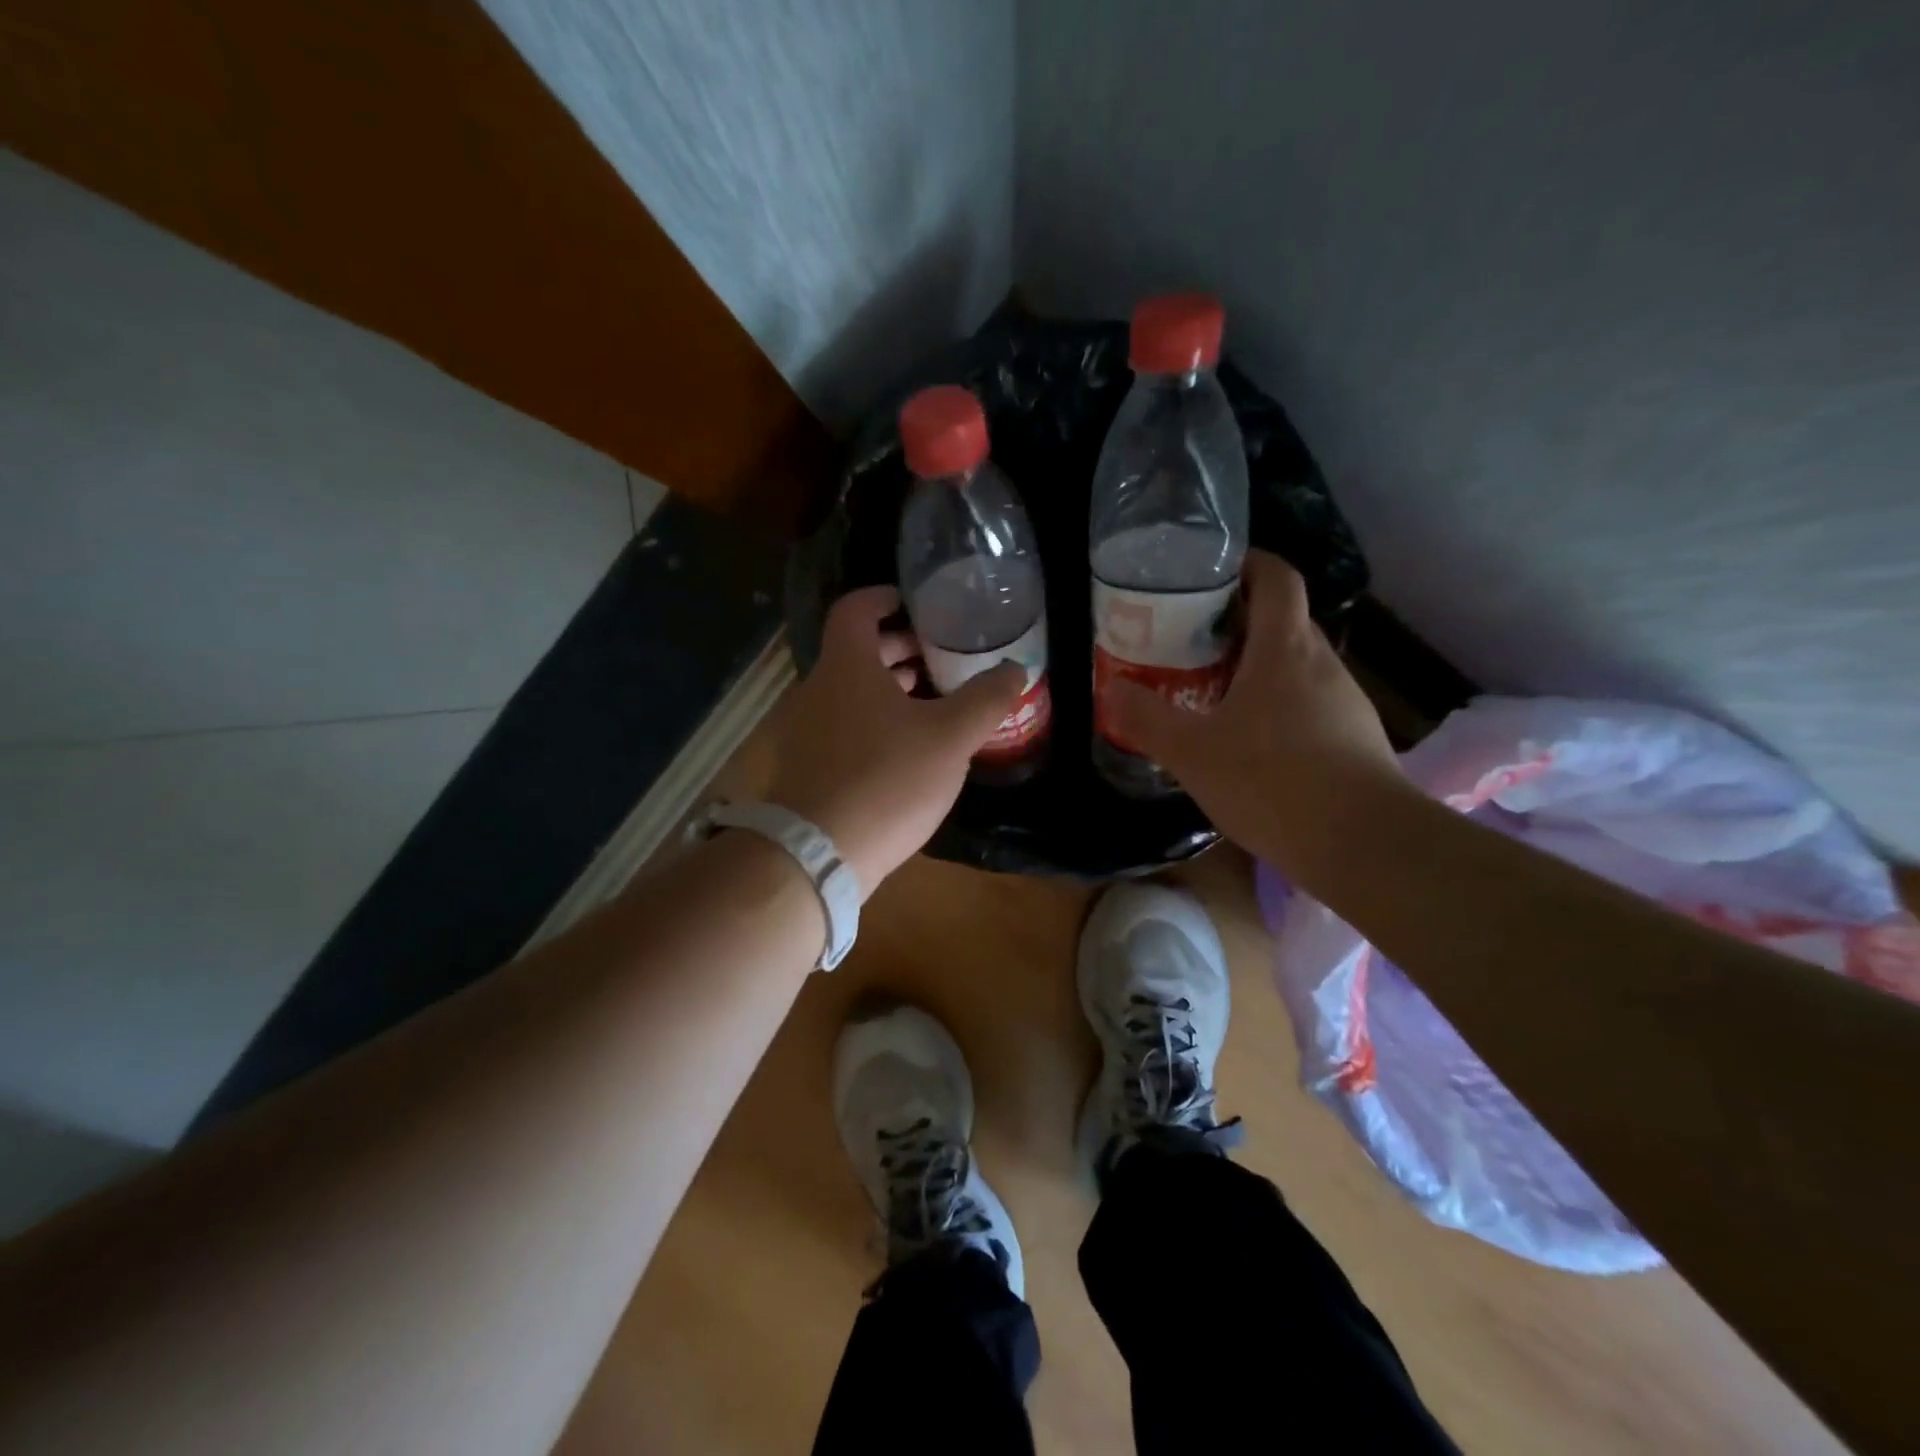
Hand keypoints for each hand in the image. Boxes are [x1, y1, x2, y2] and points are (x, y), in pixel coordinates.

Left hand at [768, 587, 1025, 894]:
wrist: (818, 855)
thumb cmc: (886, 779)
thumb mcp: (949, 737)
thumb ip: (985, 699)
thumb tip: (1016, 669)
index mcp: (846, 666)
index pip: (855, 609)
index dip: (884, 598)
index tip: (915, 603)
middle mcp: (817, 690)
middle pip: (855, 651)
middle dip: (898, 648)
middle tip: (939, 656)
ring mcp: (806, 730)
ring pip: (850, 692)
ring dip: (887, 687)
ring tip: (930, 699)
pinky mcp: (807, 767)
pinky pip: (843, 725)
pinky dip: (873, 720)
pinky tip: (906, 748)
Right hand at [1105, 550, 1403, 870]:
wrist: (1363, 845)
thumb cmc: (1272, 781)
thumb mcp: (1192, 751)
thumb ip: (1147, 718)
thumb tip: (1111, 690)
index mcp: (1284, 648)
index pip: (1277, 577)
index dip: (1247, 563)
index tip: (1210, 572)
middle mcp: (1321, 663)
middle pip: (1283, 620)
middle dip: (1238, 622)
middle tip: (1191, 640)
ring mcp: (1345, 701)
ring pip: (1296, 665)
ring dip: (1257, 668)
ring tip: (1212, 692)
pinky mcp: (1355, 738)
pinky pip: (1309, 703)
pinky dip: (1278, 705)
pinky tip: (1251, 742)